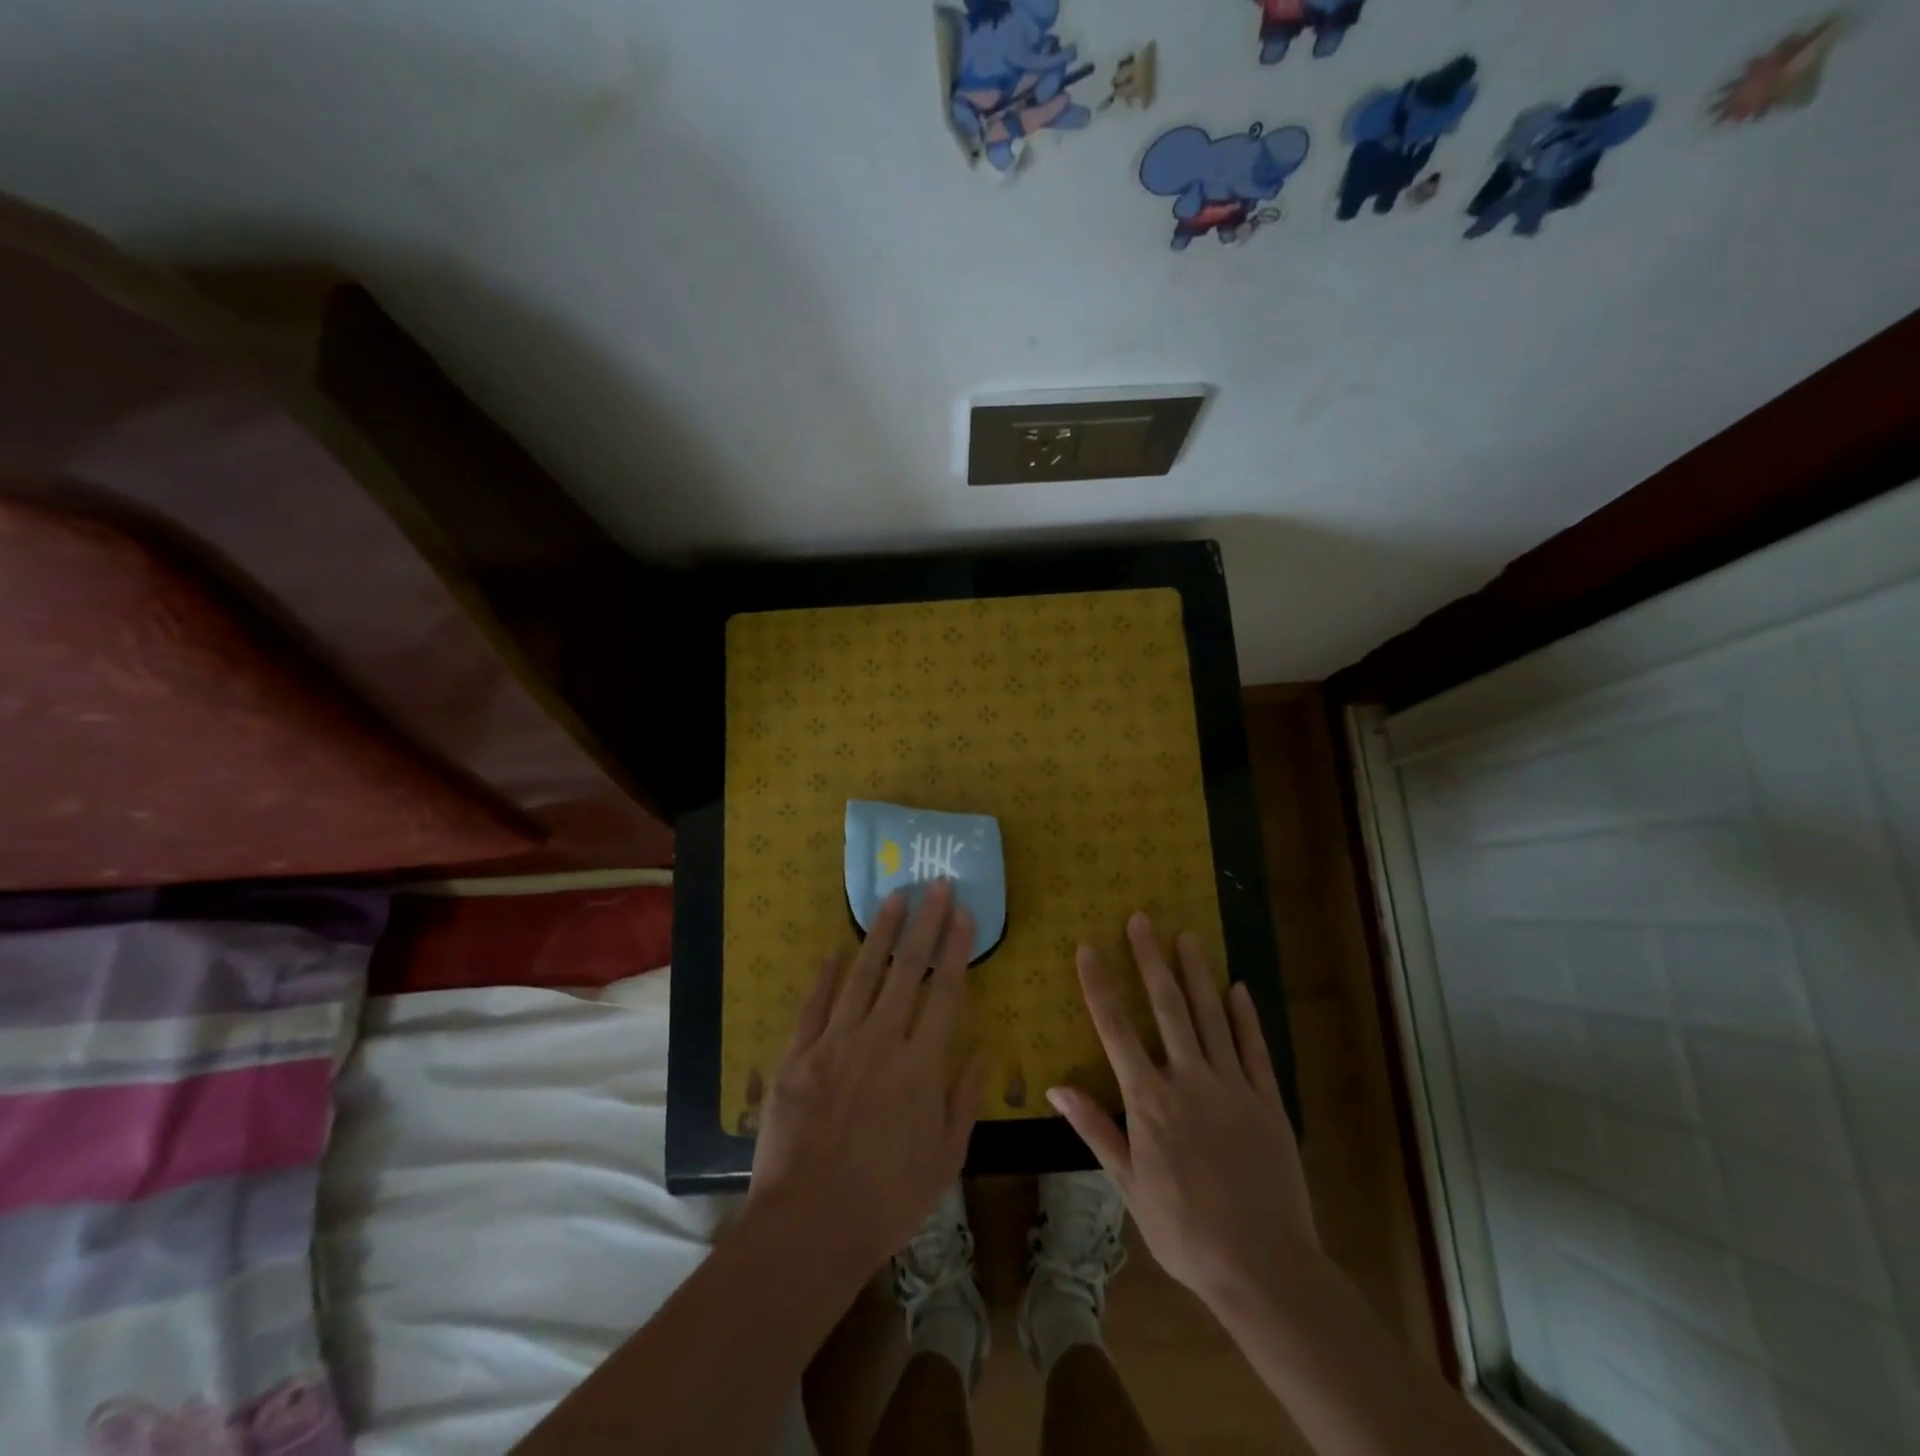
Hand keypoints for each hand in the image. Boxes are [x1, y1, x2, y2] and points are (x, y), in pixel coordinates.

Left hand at [746, 880, 986, 1279]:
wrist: (808, 1227)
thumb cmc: (887, 1201)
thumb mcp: (945, 1161)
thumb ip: (964, 1100)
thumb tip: (981, 1051)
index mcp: (921, 1066)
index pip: (946, 992)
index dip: (956, 949)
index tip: (964, 913)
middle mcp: (881, 1041)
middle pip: (908, 970)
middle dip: (925, 923)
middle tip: (935, 885)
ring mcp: (835, 1044)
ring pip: (863, 975)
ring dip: (880, 934)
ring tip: (893, 899)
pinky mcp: (798, 1056)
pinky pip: (814, 1005)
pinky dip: (826, 976)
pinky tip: (835, 951)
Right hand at [1048, 914, 1315, 1310]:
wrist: (1264, 1268)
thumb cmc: (1185, 1231)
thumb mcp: (1129, 1186)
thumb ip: (1096, 1130)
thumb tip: (1055, 1088)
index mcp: (1149, 1102)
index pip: (1116, 1030)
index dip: (1100, 985)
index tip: (1088, 948)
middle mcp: (1189, 1081)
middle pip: (1167, 1008)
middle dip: (1150, 959)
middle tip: (1142, 918)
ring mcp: (1233, 1087)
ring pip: (1211, 1016)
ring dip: (1197, 973)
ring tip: (1187, 936)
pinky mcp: (1269, 1101)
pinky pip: (1255, 1048)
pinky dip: (1245, 1016)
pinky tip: (1238, 988)